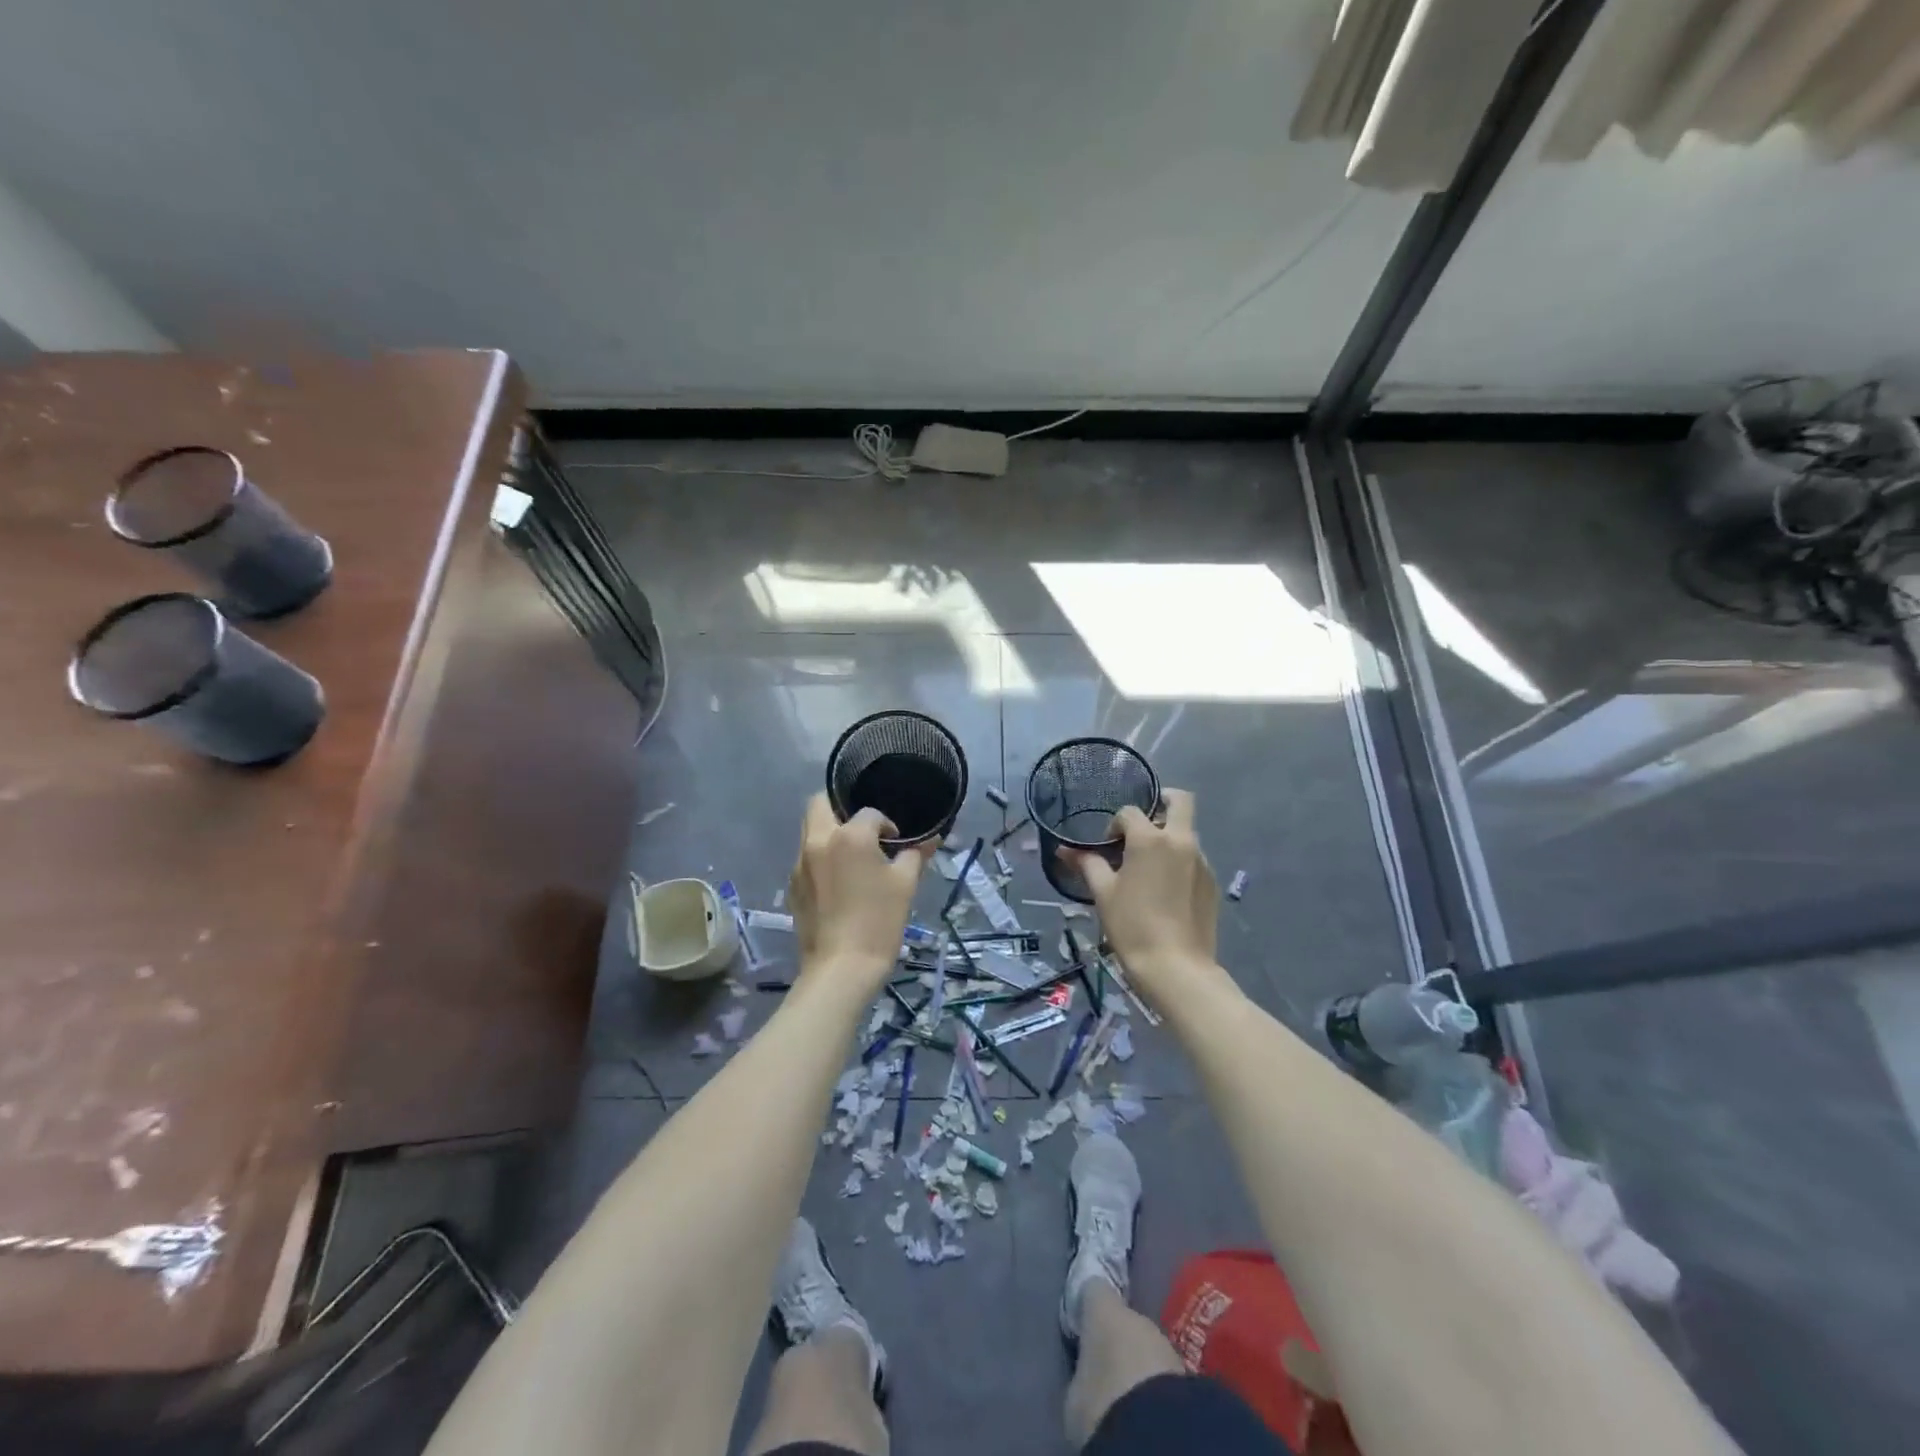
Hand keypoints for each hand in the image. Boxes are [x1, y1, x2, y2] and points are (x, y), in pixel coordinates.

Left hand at [787, 793, 935, 992]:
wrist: (841, 969)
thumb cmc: (879, 922)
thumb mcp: (905, 885)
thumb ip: (916, 854)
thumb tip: (931, 839)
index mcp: (849, 836)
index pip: (869, 813)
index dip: (886, 824)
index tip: (896, 843)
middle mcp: (818, 841)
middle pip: (820, 803)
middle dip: (840, 808)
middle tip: (862, 832)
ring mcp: (800, 864)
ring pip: (810, 830)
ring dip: (829, 833)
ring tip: (851, 858)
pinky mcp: (792, 887)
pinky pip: (805, 858)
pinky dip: (820, 858)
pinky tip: (838, 883)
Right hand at [1063, 788, 1218, 993]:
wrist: (1176, 967)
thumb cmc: (1132, 926)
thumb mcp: (1103, 893)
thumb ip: (1087, 864)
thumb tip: (1064, 850)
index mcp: (1150, 839)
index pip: (1130, 812)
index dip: (1114, 825)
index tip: (1108, 849)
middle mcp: (1181, 841)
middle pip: (1181, 801)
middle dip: (1163, 801)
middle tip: (1143, 825)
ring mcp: (1201, 861)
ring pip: (1187, 832)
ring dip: (1168, 837)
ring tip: (1149, 868)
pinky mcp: (1212, 882)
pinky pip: (1194, 858)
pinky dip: (1179, 861)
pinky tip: (1166, 891)